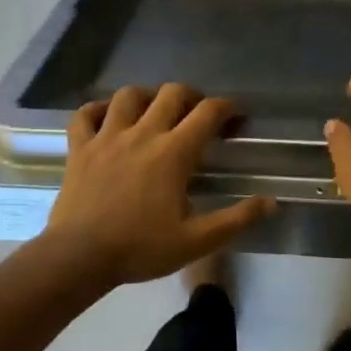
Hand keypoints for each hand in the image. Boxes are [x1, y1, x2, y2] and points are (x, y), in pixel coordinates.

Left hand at [45, 83, 274, 285]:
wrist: (78, 258)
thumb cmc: (140, 249)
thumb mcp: (196, 241)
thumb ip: (236, 220)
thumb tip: (271, 202)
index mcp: (174, 153)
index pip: (208, 112)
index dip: (227, 108)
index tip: (235, 118)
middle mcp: (143, 134)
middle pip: (172, 93)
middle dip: (191, 96)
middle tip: (197, 114)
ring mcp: (107, 137)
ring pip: (129, 95)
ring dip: (147, 96)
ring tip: (154, 111)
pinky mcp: (79, 148)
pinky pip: (85, 114)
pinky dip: (98, 109)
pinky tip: (107, 118)